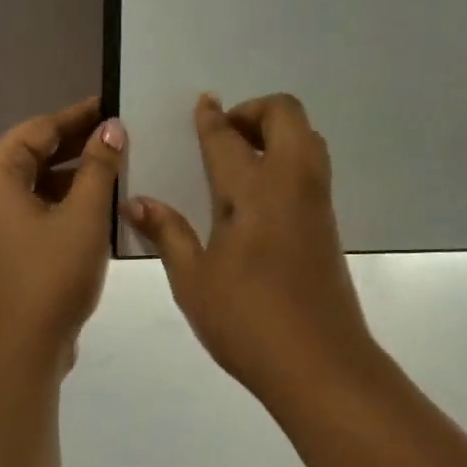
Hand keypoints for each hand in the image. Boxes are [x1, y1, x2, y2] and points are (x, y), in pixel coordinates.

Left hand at [0, 97, 126, 373]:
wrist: (19, 351)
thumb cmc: (51, 276)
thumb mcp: (84, 217)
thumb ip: (98, 167)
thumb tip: (111, 127)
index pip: (39, 129)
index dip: (78, 116)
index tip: (112, 105)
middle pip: (32, 155)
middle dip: (76, 145)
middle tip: (120, 135)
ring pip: (32, 186)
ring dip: (71, 176)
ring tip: (115, 168)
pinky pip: (30, 212)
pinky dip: (60, 203)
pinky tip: (96, 206)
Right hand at [122, 93, 379, 405]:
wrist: (320, 363)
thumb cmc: (247, 322)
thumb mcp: (194, 281)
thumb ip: (168, 234)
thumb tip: (137, 202)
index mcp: (253, 191)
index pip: (228, 139)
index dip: (212, 118)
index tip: (204, 103)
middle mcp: (291, 184)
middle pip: (286, 116)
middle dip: (255, 111)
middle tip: (225, 136)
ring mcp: (317, 203)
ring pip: (308, 139)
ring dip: (278, 132)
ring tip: (242, 161)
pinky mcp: (328, 225)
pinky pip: (313, 170)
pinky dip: (290, 159)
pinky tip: (261, 196)